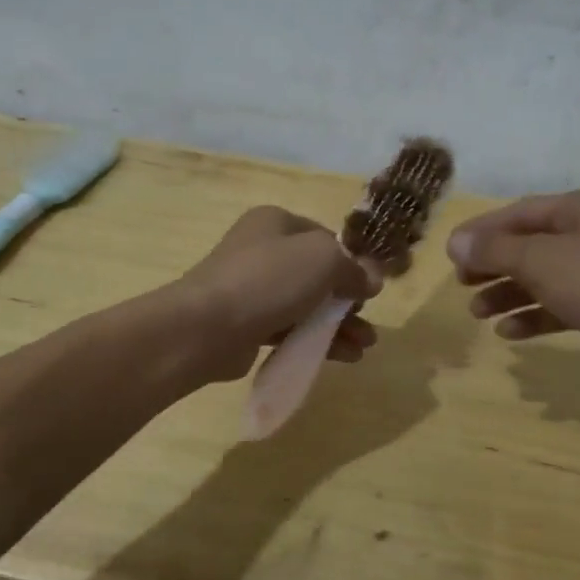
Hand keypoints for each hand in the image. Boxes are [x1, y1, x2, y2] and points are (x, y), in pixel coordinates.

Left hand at [177, 207, 379, 382]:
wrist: (207, 327)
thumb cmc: (268, 280)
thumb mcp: (323, 260)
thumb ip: (353, 267)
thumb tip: (372, 278)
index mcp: (275, 222)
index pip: (324, 238)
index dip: (351, 262)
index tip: (369, 288)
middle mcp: (262, 250)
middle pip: (316, 275)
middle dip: (347, 300)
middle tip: (367, 320)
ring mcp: (251, 289)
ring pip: (305, 305)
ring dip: (337, 325)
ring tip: (364, 346)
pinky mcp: (246, 324)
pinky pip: (289, 329)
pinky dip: (315, 340)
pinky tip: (342, 356)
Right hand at [448, 189, 579, 385]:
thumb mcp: (543, 261)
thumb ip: (496, 251)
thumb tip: (454, 241)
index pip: (520, 212)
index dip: (482, 231)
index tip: (450, 253)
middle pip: (532, 244)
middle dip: (494, 265)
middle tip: (461, 284)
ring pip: (547, 277)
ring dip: (510, 294)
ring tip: (477, 314)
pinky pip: (566, 304)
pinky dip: (537, 315)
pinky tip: (511, 333)